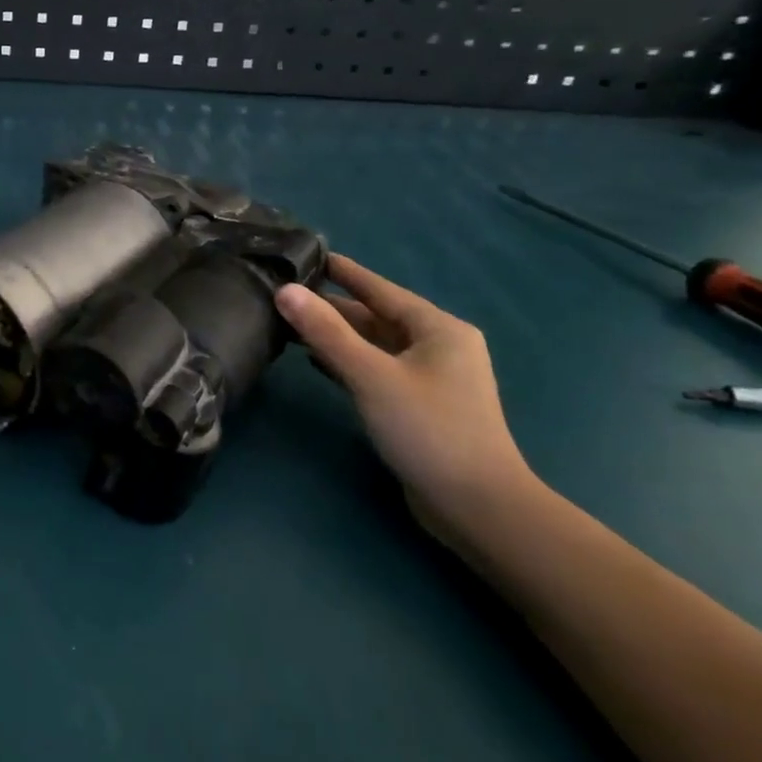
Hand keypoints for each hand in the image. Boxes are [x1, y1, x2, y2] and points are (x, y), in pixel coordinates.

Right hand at [275, 254, 537, 539]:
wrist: (477, 506)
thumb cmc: (428, 430)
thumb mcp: (372, 375)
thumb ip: (326, 332)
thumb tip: (285, 291)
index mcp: (438, 329)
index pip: (380, 289)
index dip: (343, 272)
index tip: (307, 255)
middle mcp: (437, 347)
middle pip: (375, 316)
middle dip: (332, 306)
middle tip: (285, 292)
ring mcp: (430, 378)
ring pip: (374, 345)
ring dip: (336, 335)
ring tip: (289, 322)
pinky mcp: (419, 405)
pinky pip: (376, 369)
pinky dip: (347, 361)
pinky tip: (315, 360)